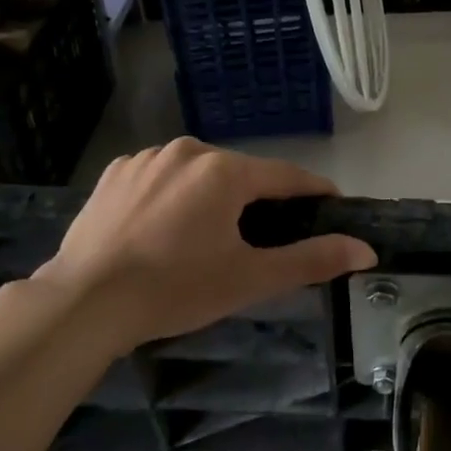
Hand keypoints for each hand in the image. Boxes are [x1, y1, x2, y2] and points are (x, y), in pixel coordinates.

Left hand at [36, 139, 375, 351]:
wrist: (85, 301)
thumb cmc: (176, 288)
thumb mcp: (251, 278)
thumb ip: (312, 259)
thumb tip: (366, 251)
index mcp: (225, 170)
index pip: (287, 176)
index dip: (314, 192)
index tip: (332, 206)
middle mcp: (187, 150)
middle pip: (241, 174)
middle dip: (259, 201)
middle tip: (263, 240)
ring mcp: (146, 158)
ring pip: (199, 174)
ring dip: (214, 198)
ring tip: (209, 239)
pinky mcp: (114, 174)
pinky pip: (161, 179)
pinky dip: (174, 197)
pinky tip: (165, 230)